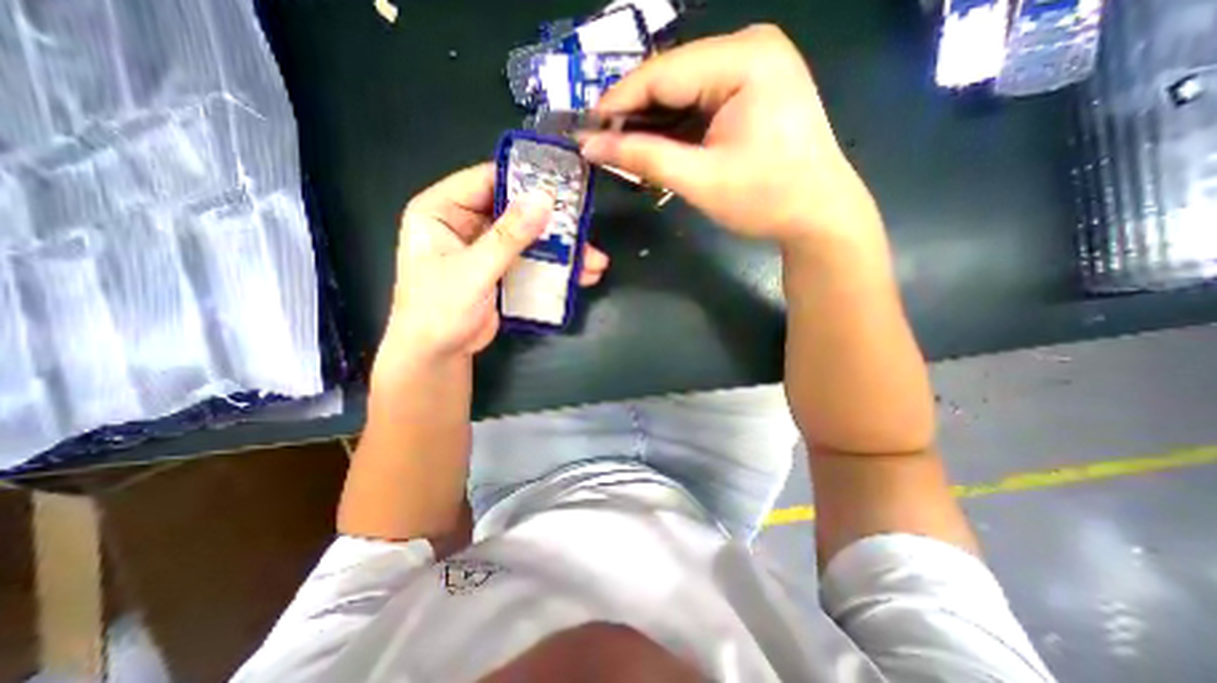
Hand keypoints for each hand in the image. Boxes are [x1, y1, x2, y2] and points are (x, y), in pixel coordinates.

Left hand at [378, 162, 609, 365]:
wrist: (438, 355)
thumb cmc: (439, 310)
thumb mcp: (474, 270)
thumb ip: (509, 236)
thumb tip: (543, 199)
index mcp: (442, 210)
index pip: (486, 181)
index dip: (523, 179)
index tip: (562, 183)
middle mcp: (465, 223)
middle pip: (515, 211)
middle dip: (552, 223)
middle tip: (584, 227)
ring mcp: (486, 248)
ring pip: (529, 238)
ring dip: (560, 249)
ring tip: (593, 260)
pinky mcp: (502, 270)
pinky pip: (531, 260)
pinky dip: (555, 267)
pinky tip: (582, 275)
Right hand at [576, 26, 874, 244]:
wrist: (819, 215)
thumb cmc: (765, 199)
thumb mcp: (700, 179)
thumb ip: (643, 157)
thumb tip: (590, 145)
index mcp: (744, 59)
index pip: (662, 72)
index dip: (617, 101)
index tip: (584, 130)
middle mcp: (750, 47)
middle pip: (672, 77)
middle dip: (635, 113)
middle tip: (601, 144)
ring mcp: (755, 66)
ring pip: (684, 89)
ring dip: (654, 122)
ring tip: (623, 149)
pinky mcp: (754, 88)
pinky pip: (701, 100)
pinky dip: (676, 125)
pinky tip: (658, 146)